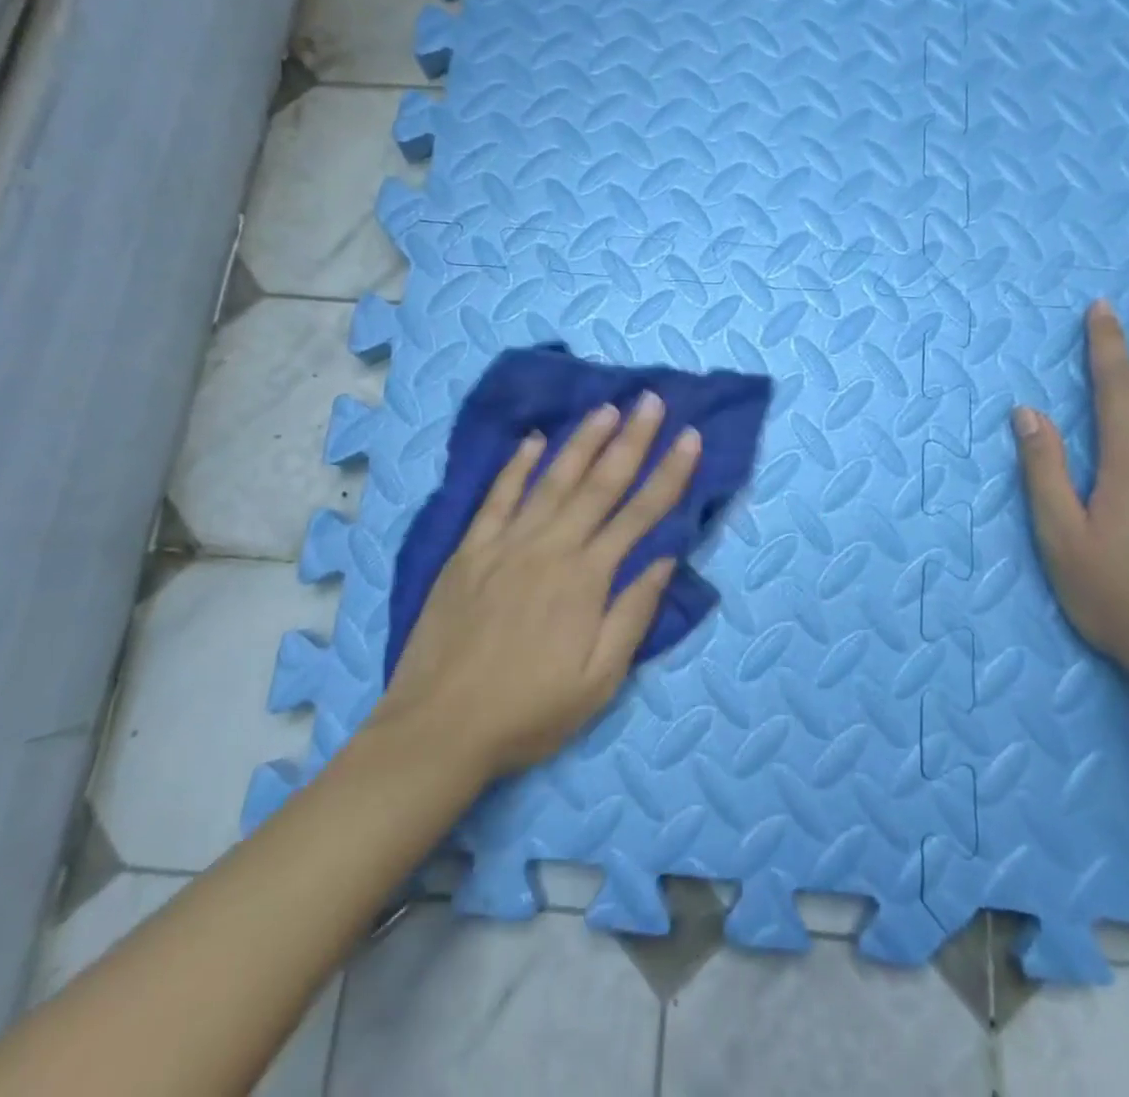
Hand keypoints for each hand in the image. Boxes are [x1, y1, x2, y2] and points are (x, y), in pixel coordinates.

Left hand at [368, 391, 702, 778]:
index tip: (690, 436)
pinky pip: (496, 497)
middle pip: (600, 483)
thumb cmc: (528, 712)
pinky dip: (515, 466)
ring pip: (552, 479)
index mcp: (587, 579)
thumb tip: (665, 559)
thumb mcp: (599, 681)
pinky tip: (532, 440)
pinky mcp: (469, 550)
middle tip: (651, 400)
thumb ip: (633, 615)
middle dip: (631, 439)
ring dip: (582, 441)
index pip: (640, 514)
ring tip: (606, 407)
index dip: (670, 474)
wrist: (438, 728)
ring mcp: (506, 544)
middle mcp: (550, 548)